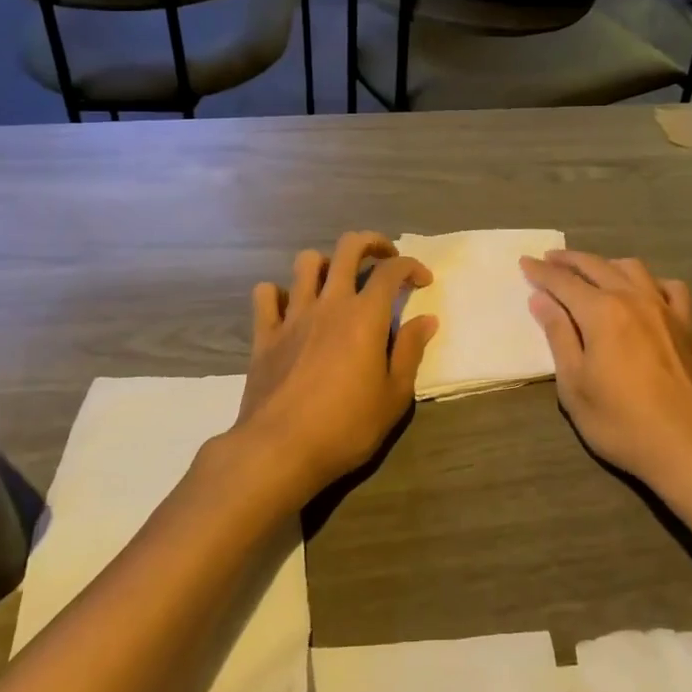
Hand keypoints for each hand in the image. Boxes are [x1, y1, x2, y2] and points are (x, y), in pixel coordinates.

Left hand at [234, 232, 435, 502]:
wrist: (279, 449)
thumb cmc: (346, 426)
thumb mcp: (394, 396)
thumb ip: (411, 351)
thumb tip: (426, 319)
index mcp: (365, 315)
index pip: (391, 270)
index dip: (411, 266)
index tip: (423, 281)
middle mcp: (329, 303)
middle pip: (347, 248)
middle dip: (371, 243)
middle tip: (383, 260)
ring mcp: (292, 315)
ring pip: (306, 263)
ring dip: (326, 264)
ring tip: (336, 283)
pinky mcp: (264, 334)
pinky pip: (266, 295)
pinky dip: (279, 293)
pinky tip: (291, 308)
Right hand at [520, 251, 691, 492]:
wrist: (691, 447)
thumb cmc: (623, 422)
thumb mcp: (575, 386)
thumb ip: (559, 336)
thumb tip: (540, 300)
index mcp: (601, 312)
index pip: (563, 282)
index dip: (541, 272)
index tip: (524, 262)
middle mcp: (633, 298)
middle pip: (596, 266)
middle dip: (569, 260)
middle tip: (549, 259)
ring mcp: (665, 309)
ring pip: (633, 269)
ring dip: (606, 263)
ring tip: (591, 270)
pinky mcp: (689, 325)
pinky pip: (669, 288)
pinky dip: (650, 281)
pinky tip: (645, 291)